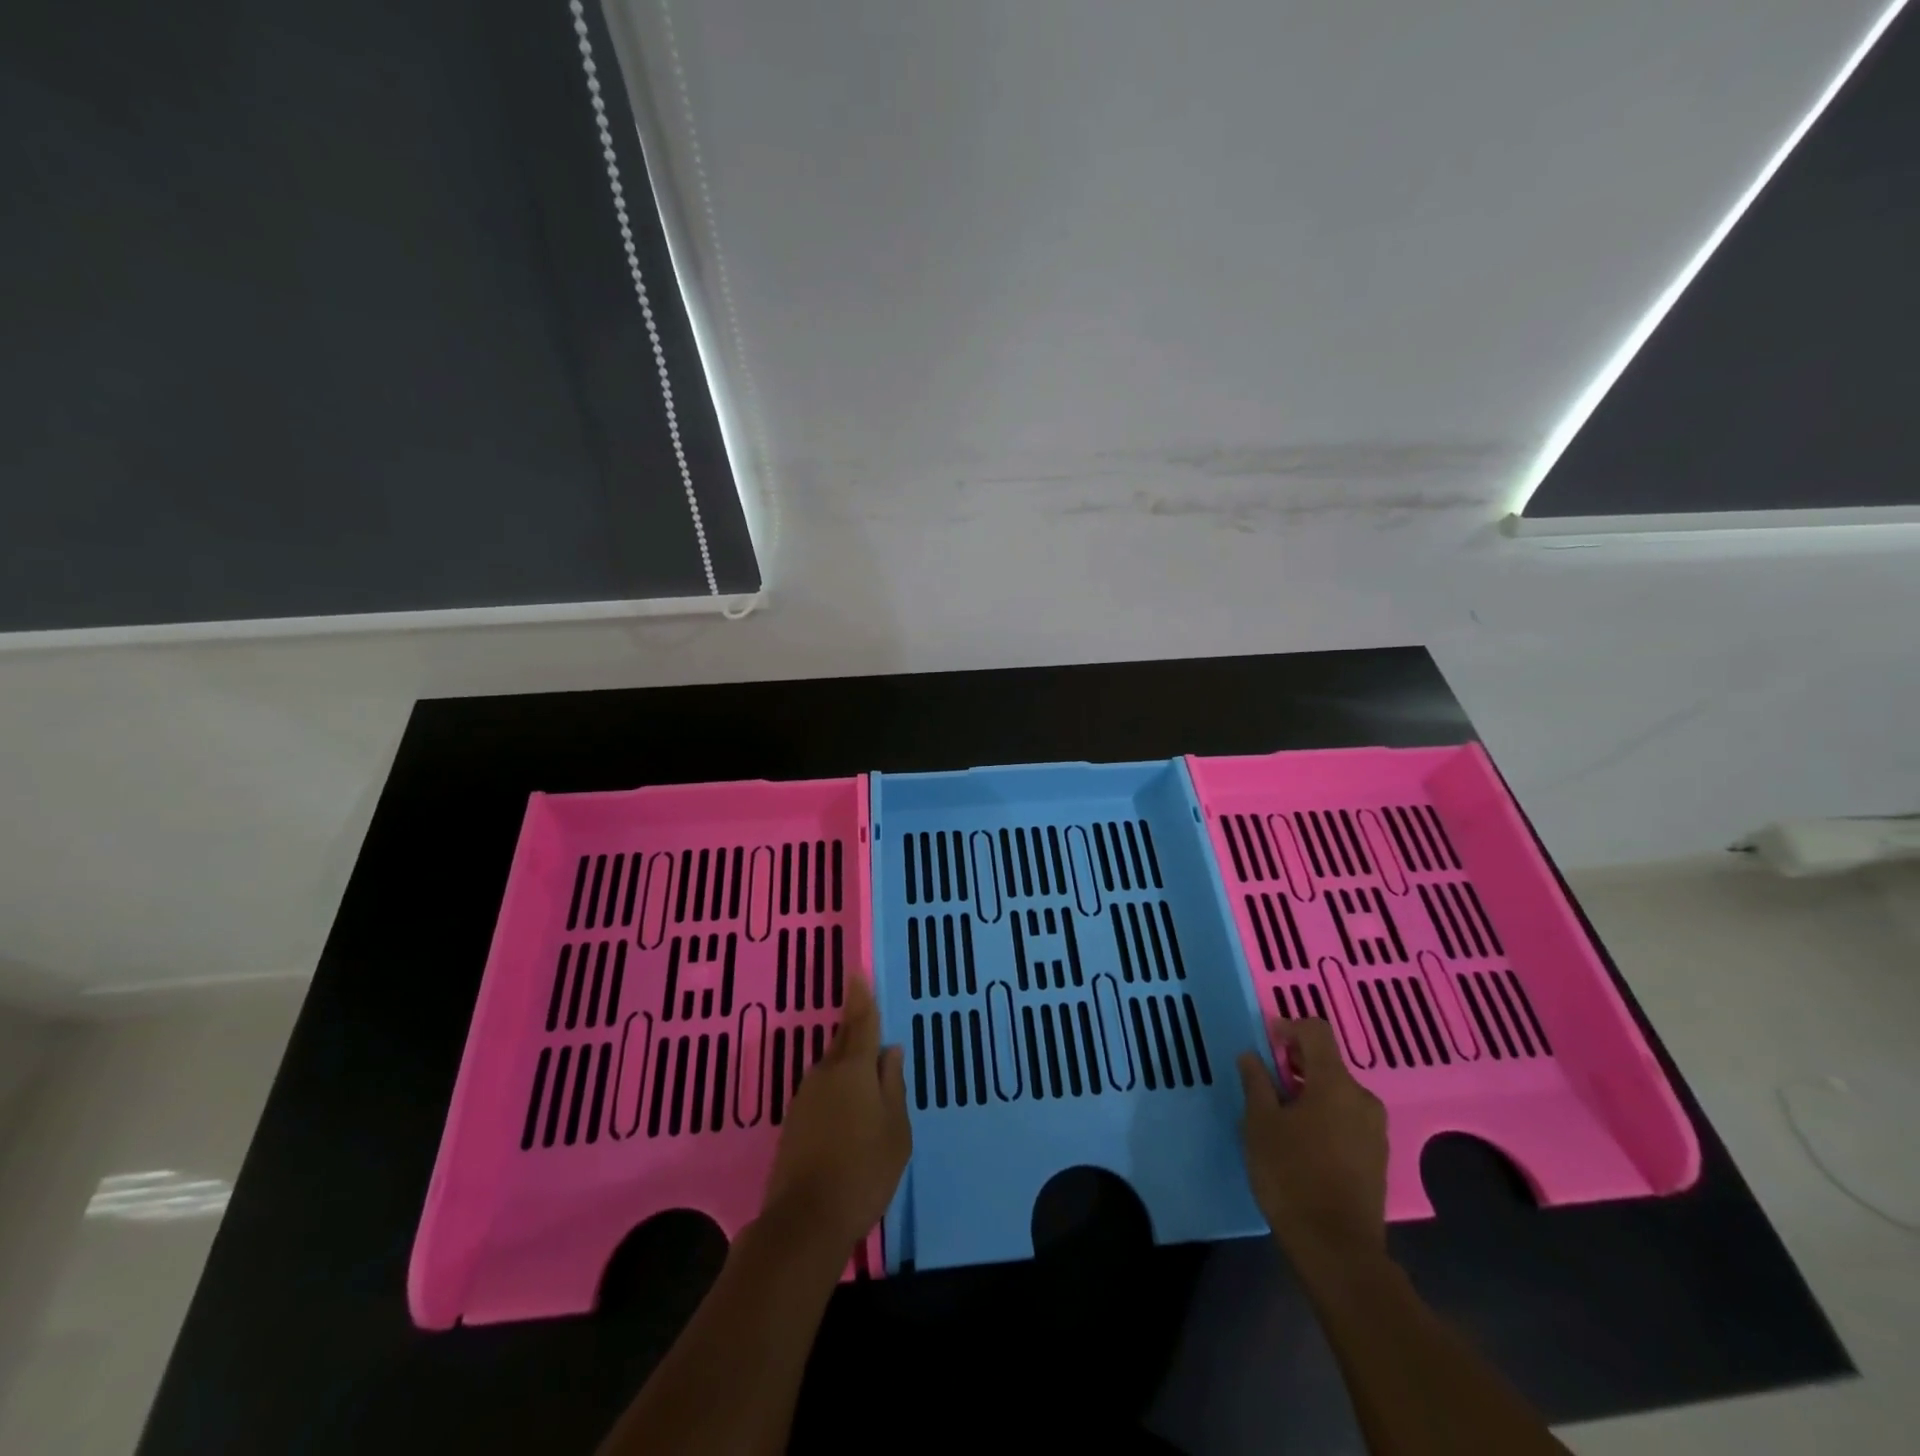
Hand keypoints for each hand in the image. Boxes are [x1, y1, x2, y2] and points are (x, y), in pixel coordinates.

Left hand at [762, 974, 910, 1254]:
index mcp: (853, 1069)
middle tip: (871, 1025)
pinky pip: (822, 1093)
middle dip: (856, 1032)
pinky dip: (837, 1092)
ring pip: (832, 1070)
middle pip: (843, 1044)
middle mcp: (824, 1074)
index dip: (861, 998)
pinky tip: (848, 1112)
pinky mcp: (793, 1123)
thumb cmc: (864, 1170)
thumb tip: (890, 1051)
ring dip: (848, 1068)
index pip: (860, 1023)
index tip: (857, 974)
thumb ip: (892, 1086)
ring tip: (867, 1081)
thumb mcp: (895, 1130)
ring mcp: (804, 1099)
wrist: (805, 1222)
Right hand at [1238, 1017, 1387, 1269]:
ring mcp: (1374, 1129)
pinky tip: (1301, 1141)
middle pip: (1327, 1062)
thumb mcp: (1260, 1124)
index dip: (1287, 1027)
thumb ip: (1256, 1082)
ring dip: (1308, 1091)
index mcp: (1335, 1083)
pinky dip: (1324, 1115)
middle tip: (1265, 1083)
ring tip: (1279, 1116)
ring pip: (1337, 1092)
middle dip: (1295, 1064)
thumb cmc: (1291, 1176)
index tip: (1265, 1043)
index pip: (1315, 1031)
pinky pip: (1347, 1117)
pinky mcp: (1376, 1156)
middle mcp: (1362, 1098)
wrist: (1337, 1249)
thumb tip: (1252, 1056)